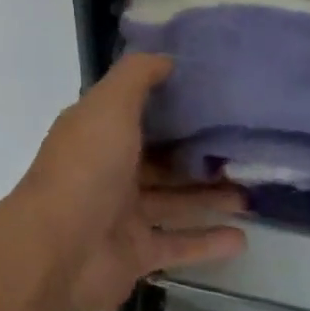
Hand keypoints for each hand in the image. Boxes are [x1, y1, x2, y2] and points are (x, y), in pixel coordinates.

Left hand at [14, 54, 245, 310]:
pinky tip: (243, 237)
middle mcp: (107, 166)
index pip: (135, 110)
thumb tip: (165, 57)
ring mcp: (120, 212)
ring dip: (207, 195)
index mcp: (96, 129)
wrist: (59, 249)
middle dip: (194, 153)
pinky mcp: (135, 253)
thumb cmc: (85, 168)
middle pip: (157, 156)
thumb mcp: (108, 107)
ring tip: (251, 191)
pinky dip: (207, 241)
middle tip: (242, 149)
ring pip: (171, 199)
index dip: (168, 102)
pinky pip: (177, 244)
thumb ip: (135, 78)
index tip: (212, 95)